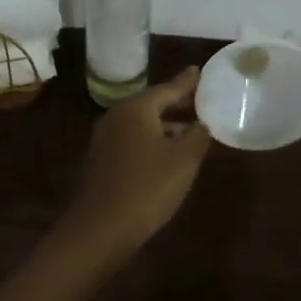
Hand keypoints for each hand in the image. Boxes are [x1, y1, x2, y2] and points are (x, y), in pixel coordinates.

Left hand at [58, 69, 211, 264]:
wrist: (99, 230)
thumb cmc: (147, 188)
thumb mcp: (183, 161)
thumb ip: (197, 136)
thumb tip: (202, 124)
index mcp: (136, 108)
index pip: (167, 88)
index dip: (186, 83)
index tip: (200, 71)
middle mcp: (117, 116)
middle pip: (152, 104)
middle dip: (177, 104)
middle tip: (200, 101)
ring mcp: (105, 138)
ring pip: (142, 124)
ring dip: (166, 126)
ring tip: (190, 131)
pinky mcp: (102, 160)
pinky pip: (133, 141)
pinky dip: (152, 141)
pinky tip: (167, 156)